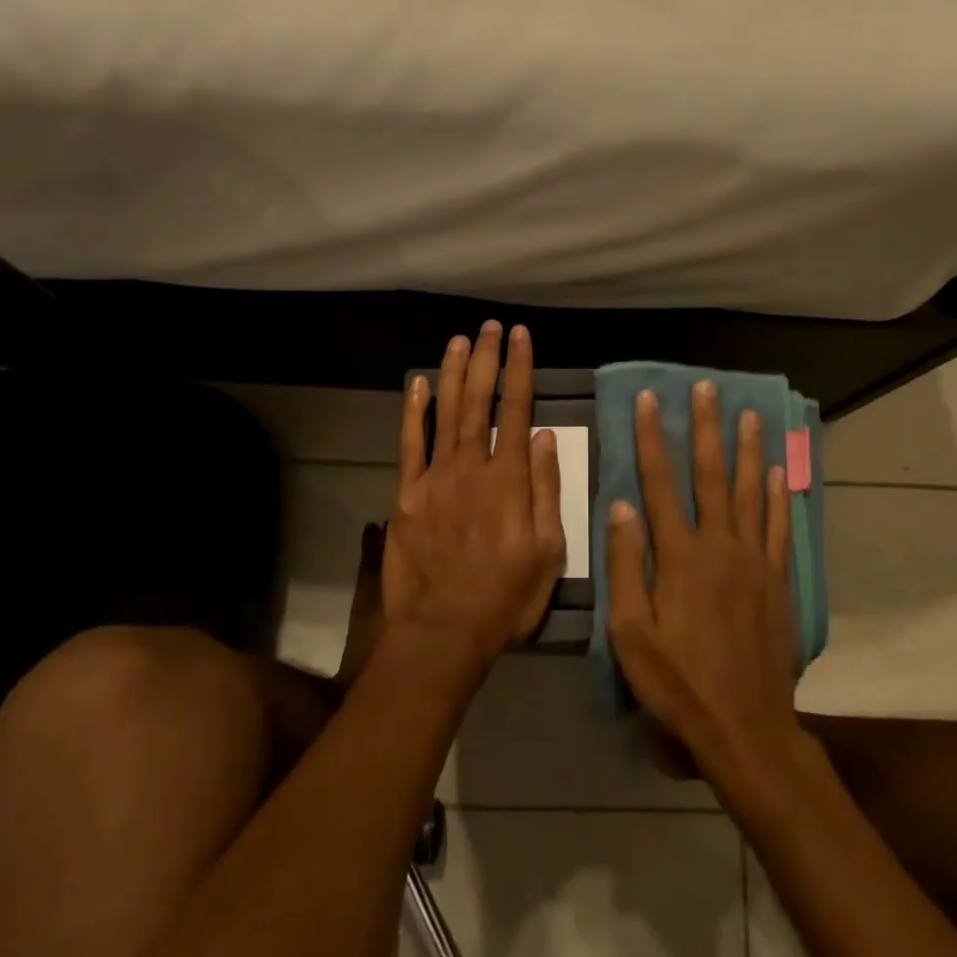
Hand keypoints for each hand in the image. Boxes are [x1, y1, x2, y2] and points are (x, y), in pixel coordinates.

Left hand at [380, 322, 565, 670]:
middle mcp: (472, 467)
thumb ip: (547, 490)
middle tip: (489, 327)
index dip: (519, 369)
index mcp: (510, 480)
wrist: (444, 630)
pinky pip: (410, 445)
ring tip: (459, 340)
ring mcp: (435, 478)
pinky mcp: (407, 495)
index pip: (518, 410)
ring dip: (453, 374)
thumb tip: (548, 437)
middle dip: (486, 360)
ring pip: (445, 413)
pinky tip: (417, 385)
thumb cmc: (506, 596)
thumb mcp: (549, 551)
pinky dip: (414, 413)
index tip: (520, 337)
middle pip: (480, 402)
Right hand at [606, 381, 801, 793]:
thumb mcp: (630, 632)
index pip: (660, 484)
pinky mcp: (778, 580)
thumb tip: (621, 506)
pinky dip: (779, 496)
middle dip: (706, 428)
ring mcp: (755, 561)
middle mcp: (720, 546)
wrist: (745, 726)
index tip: (649, 400)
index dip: (653, 439)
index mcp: (679, 556)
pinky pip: (780, 527)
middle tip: (706, 388)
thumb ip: (626, 565)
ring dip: (748, 450)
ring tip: (749, 414)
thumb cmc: (677, 682)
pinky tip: (779, 472)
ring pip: (752, 492)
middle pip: (712, 475)